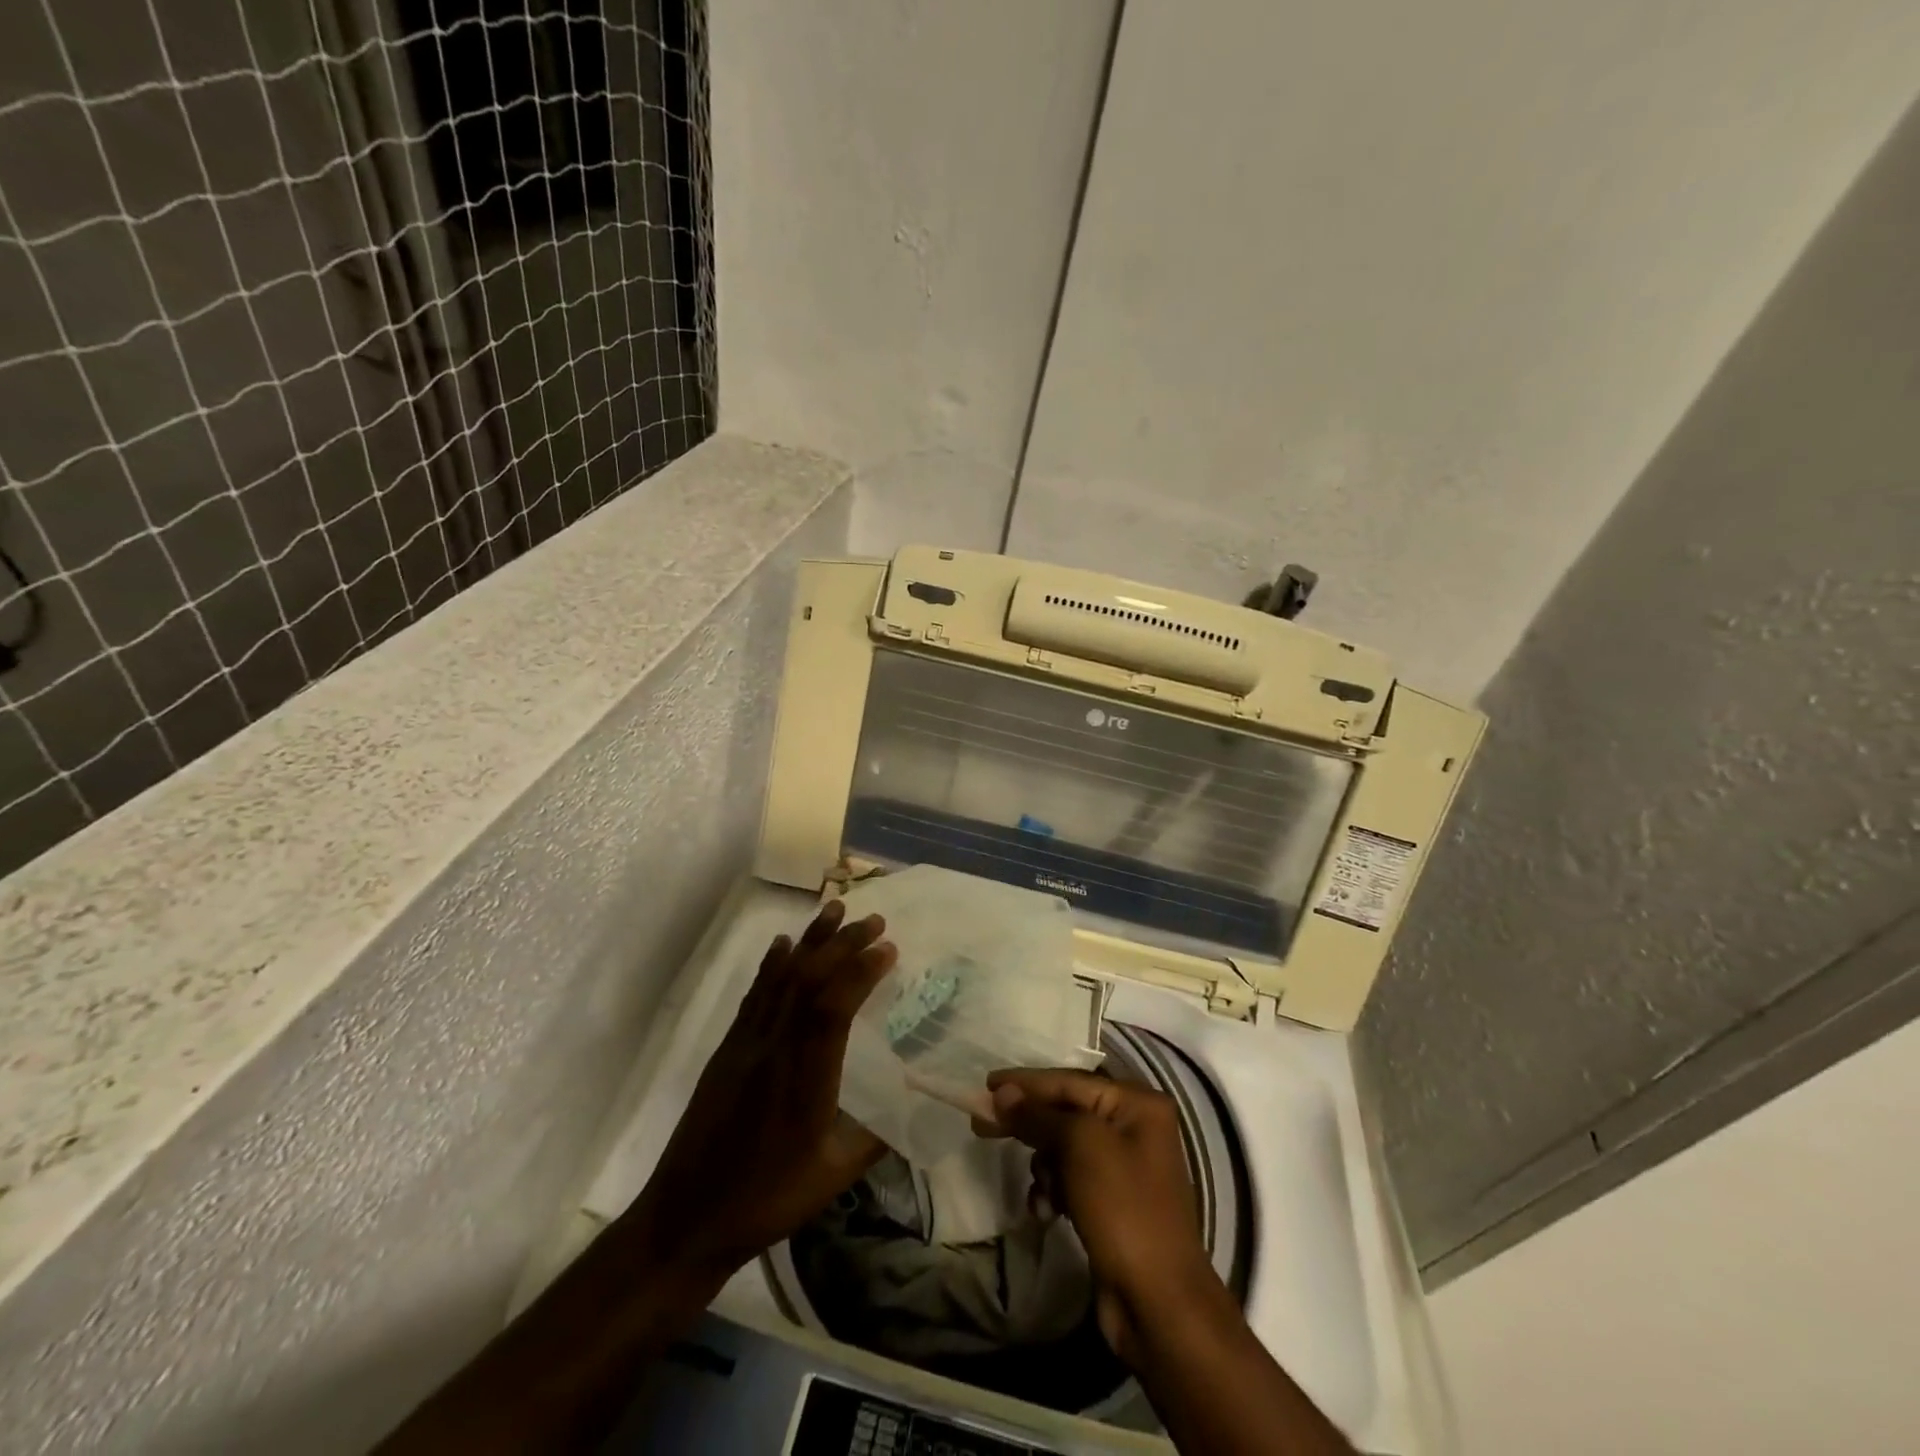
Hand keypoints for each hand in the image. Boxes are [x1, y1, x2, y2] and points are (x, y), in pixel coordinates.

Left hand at [625, 901, 896, 1282]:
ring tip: (834, 909)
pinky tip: (783, 943)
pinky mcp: (727, 1049)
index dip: (861, 972)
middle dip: (843, 943)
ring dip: (810, 940)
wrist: (685, 1218)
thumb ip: (875, 1139)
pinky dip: (772, 964)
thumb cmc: (766, 1201)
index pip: (833, 1009)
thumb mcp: (831, 1178)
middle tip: (875, 919)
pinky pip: (754, 995)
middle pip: (809, 981)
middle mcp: (774, 1049)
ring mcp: (746, 1045)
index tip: (889, 948)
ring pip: (781, 978)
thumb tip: (914, 1106)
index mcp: (804, 1079)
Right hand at [978, 1068, 1215, 1361]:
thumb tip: (1002, 1093)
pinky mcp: (1112, 1201)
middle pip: (1065, 1111)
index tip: (986, 1084)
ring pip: (1064, 1147)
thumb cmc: (1124, 1209)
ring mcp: (1124, 1165)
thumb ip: (1038, 1115)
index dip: (1025, 1082)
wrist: (1159, 1303)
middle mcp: (1134, 1126)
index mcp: (1137, 1103)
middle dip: (1028, 1124)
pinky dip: (1054, 1190)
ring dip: (1044, 1167)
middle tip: (983, 1126)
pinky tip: (1047, 1212)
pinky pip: (1071, 1179)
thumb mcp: (1080, 1148)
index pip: (1069, 1081)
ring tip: (1042, 1192)